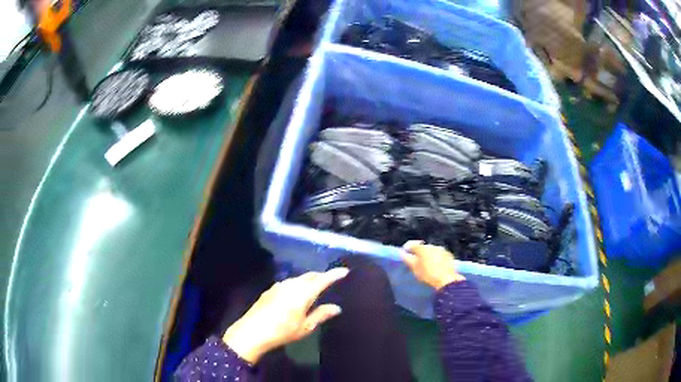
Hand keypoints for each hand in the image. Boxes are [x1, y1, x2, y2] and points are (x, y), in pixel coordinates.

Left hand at [222, 268, 348, 363]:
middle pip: (310, 275)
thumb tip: (336, 307)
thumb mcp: (305, 326)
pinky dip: (297, 284)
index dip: (334, 274)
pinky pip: (289, 283)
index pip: (322, 280)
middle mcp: (291, 285)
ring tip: (316, 287)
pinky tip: (296, 294)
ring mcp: (279, 286)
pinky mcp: (270, 290)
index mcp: (303, 293)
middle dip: (321, 276)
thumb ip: (321, 314)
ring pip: (298, 278)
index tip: (344, 271)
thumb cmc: (282, 331)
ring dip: (309, 280)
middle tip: (331, 280)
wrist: (253, 331)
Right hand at [402, 240, 464, 289]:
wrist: (446, 279)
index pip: (412, 245)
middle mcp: (432, 246)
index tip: (406, 255)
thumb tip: (403, 253)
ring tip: (428, 265)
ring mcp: (441, 249)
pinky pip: (440, 254)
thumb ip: (407, 259)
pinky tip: (437, 266)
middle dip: (419, 253)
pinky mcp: (449, 255)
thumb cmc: (427, 274)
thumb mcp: (414, 268)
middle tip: (417, 263)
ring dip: (429, 256)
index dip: (408, 249)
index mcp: (422, 248)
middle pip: (423, 248)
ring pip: (432, 251)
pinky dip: (437, 258)